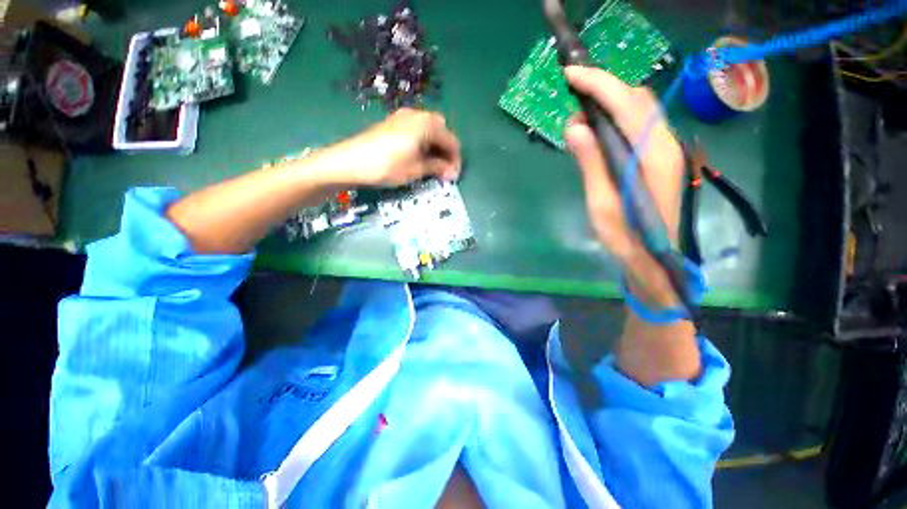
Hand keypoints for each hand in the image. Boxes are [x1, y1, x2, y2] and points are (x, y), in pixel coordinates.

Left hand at [338, 108, 461, 186]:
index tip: (454, 176)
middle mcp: (418, 114)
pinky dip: (423, 142)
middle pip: (442, 132)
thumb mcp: (416, 169)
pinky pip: (417, 129)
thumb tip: (453, 173)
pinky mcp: (394, 122)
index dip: (455, 160)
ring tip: (432, 166)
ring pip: (429, 130)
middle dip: (446, 151)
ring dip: (435, 147)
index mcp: (427, 124)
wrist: (351, 161)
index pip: (452, 141)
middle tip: (444, 170)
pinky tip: (418, 156)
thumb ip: (438, 168)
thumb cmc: (388, 166)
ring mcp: (404, 117)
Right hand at [564, 66, 685, 306]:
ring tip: (582, 107)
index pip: (626, 105)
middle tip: (572, 92)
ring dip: (611, 99)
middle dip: (604, 86)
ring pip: (640, 108)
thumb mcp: (601, 202)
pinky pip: (639, 123)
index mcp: (652, 155)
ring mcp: (666, 148)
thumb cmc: (626, 236)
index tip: (570, 76)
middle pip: (637, 99)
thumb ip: (591, 162)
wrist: (655, 257)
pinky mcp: (660, 156)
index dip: (598, 85)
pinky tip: (599, 126)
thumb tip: (575, 126)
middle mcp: (665, 143)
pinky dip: (618, 115)